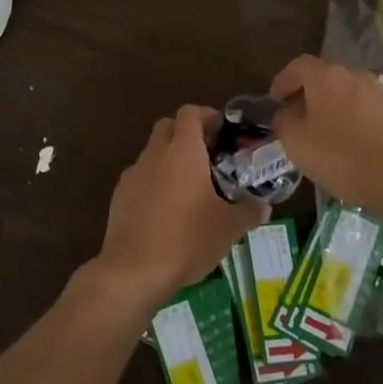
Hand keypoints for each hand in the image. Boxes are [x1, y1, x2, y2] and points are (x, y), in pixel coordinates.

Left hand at [90, 106, 266, 310]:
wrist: (134, 270)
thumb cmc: (187, 240)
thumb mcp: (229, 228)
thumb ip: (249, 211)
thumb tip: (264, 206)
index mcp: (183, 151)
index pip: (190, 113)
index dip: (207, 115)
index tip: (222, 131)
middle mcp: (154, 154)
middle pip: (167, 126)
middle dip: (186, 134)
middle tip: (208, 156)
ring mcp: (132, 174)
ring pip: (152, 152)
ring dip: (169, 159)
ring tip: (189, 187)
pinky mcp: (118, 196)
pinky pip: (140, 177)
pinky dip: (153, 182)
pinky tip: (166, 209)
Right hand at [269, 55, 382, 216]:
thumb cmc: (342, 157)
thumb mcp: (296, 143)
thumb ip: (283, 121)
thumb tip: (286, 113)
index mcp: (327, 77)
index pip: (299, 66)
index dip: (284, 80)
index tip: (276, 100)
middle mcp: (357, 76)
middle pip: (327, 78)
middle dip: (311, 95)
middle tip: (301, 118)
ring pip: (352, 94)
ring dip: (338, 108)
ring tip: (331, 134)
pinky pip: (373, 111)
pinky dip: (361, 121)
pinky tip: (359, 145)